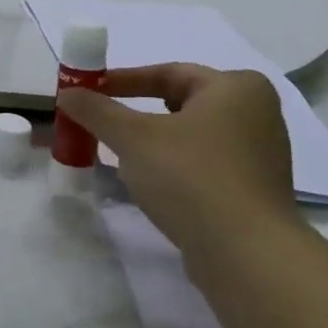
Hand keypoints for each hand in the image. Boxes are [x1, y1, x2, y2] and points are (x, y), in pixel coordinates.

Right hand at [58, 63, 298, 258]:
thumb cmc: (191, 177)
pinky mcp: (253, 189)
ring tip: (117, 153)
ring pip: (190, 135)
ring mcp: (259, 154)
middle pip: (179, 103)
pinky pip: (202, 163)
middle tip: (99, 121)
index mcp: (237, 88)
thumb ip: (96, 110)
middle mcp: (256, 113)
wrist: (247, 254)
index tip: (88, 93)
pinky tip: (148, 181)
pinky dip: (172, 165)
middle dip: (135, 112)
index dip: (121, 81)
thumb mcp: (132, 138)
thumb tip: (67, 93)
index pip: (167, 73)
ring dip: (151, 141)